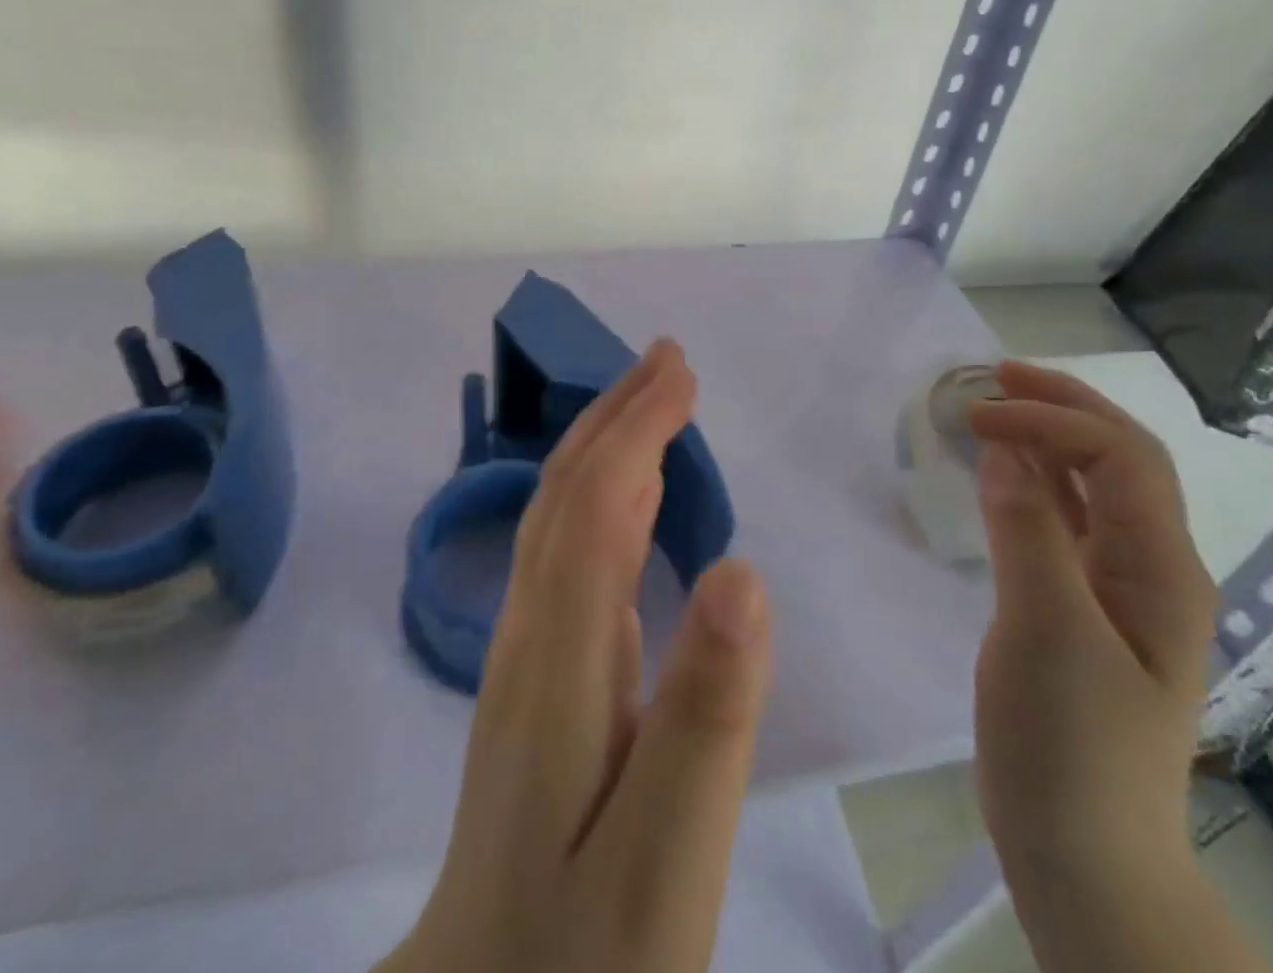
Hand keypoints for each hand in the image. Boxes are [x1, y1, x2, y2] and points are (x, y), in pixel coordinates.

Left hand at [381, 340, 773, 972]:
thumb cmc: (585, 955)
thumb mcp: (665, 859)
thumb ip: (706, 715)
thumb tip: (743, 571)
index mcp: (559, 661)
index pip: (595, 505)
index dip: (639, 429)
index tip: (685, 374)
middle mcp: (531, 635)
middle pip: (565, 493)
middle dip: (616, 414)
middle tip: (668, 359)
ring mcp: (529, 655)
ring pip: (560, 516)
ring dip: (606, 445)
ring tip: (653, 401)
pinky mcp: (542, 678)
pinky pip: (569, 555)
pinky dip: (602, 499)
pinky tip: (628, 499)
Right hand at [967, 362, 1217, 882]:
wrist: (1082, 851)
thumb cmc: (1070, 743)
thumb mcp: (1047, 632)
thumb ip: (1028, 532)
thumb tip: (1003, 448)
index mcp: (1163, 569)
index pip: (1121, 457)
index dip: (1051, 419)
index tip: (976, 416)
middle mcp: (1152, 566)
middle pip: (1119, 459)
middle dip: (1061, 406)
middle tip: (993, 376)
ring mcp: (1118, 587)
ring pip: (1091, 487)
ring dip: (1045, 438)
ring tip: (991, 407)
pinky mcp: (1081, 605)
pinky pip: (1062, 521)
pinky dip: (1030, 481)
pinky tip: (997, 471)